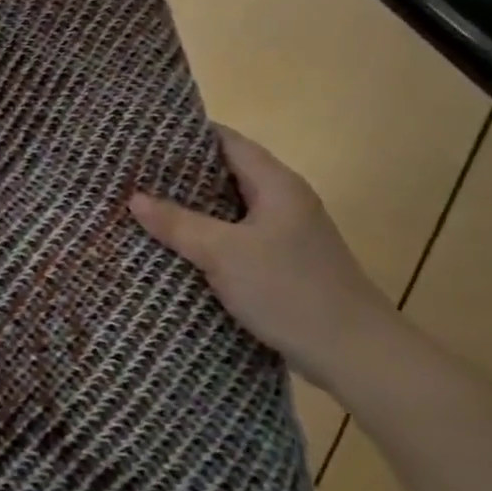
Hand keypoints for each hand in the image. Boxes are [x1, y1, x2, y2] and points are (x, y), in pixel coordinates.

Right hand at [130, 127, 396, 393]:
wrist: (356, 356)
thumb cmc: (290, 291)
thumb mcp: (224, 254)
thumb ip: (178, 223)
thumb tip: (134, 197)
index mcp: (277, 184)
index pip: (227, 141)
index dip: (186, 135)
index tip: (145, 137)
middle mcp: (285, 200)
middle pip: (228, 172)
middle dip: (182, 172)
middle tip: (135, 172)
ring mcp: (288, 233)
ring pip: (231, 208)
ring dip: (194, 207)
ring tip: (147, 205)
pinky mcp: (285, 263)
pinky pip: (238, 236)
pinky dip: (209, 235)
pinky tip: (179, 246)